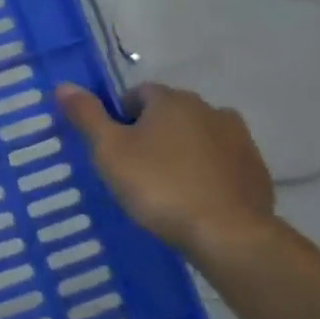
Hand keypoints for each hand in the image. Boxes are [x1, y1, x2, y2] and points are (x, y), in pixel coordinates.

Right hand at [53, 82, 275, 257]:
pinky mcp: (256, 169)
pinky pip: (222, 161)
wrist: (227, 233)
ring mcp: (239, 139)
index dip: (120, 116)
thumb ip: (87, 115)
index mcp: (172, 101)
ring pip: (198, 136)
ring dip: (182, 150)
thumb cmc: (158, 186)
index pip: (139, 93)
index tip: (113, 147)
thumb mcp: (109, 151)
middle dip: (152, 132)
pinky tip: (194, 198)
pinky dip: (207, 171)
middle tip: (134, 167)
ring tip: (166, 185)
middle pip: (170, 113)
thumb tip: (63, 85)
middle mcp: (210, 110)